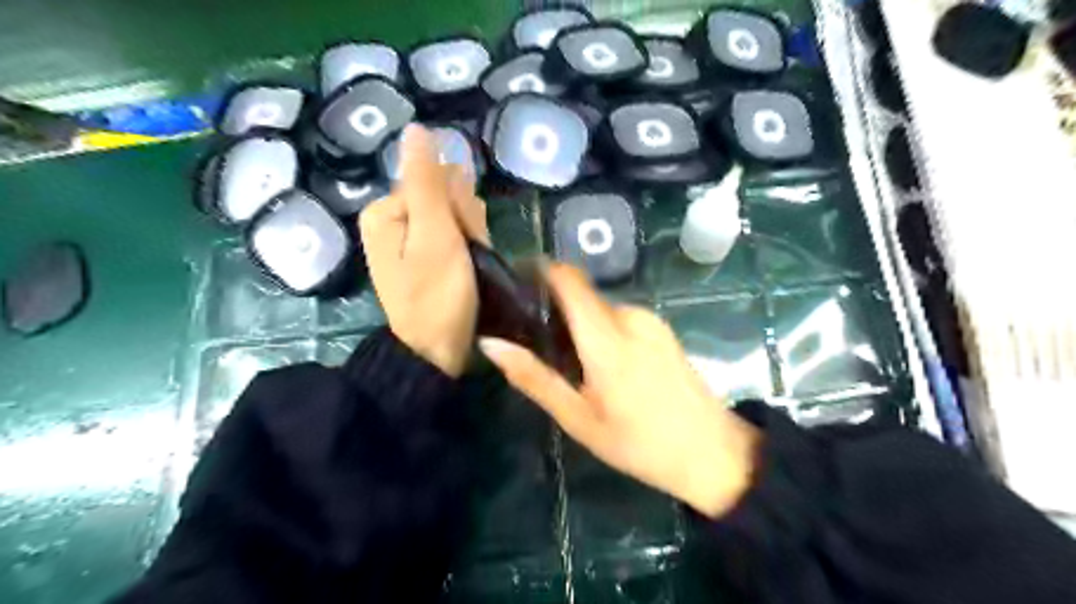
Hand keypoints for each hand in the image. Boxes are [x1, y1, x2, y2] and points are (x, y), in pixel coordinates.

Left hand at [361, 123, 487, 374]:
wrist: (435, 351)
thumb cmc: (437, 294)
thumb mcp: (434, 234)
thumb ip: (426, 181)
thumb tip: (415, 129)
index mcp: (385, 210)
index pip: (437, 181)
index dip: (461, 208)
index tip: (467, 237)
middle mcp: (391, 220)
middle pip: (444, 198)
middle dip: (466, 223)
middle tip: (468, 256)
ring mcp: (408, 240)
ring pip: (453, 217)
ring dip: (471, 236)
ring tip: (472, 266)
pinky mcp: (423, 257)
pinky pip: (451, 236)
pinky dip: (467, 248)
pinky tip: (472, 265)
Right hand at [480, 265, 764, 519]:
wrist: (713, 453)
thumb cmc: (640, 443)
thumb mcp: (579, 419)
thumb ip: (534, 377)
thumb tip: (491, 344)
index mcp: (607, 337)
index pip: (568, 279)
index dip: (539, 272)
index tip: (514, 289)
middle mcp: (630, 316)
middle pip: (580, 295)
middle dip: (554, 311)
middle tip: (537, 348)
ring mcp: (651, 320)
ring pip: (599, 308)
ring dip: (579, 326)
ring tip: (570, 365)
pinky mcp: (662, 329)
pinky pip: (620, 318)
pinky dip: (601, 332)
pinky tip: (602, 367)